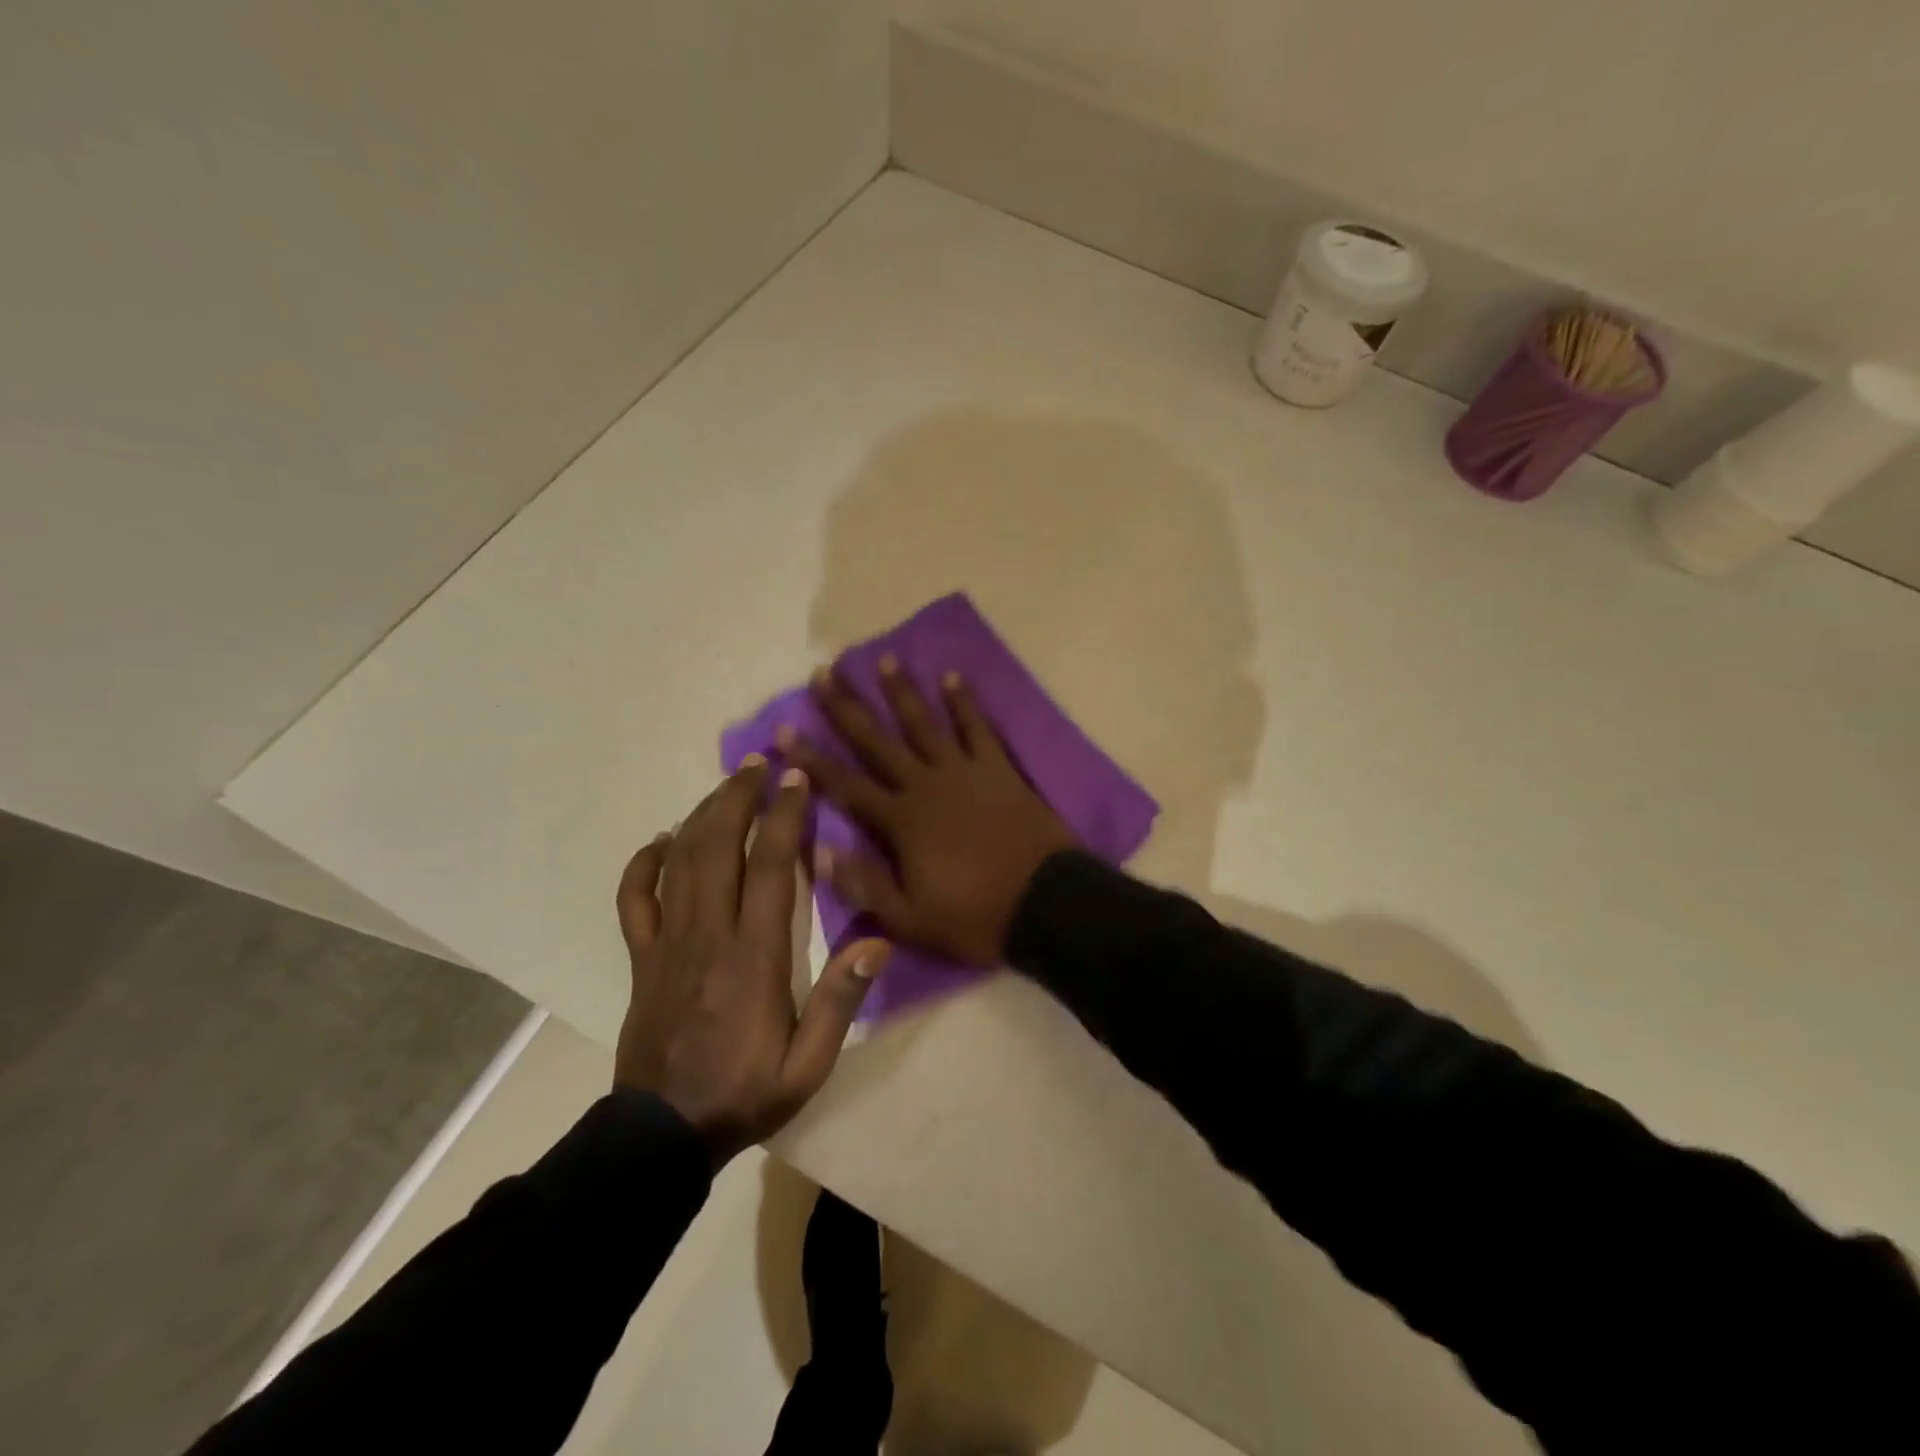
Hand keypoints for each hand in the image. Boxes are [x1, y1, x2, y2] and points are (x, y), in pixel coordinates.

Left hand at [613, 759, 887, 1164]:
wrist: (662, 1136)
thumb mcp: (808, 1065)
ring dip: (703, 814)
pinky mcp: (641, 958)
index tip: (797, 779)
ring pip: (681, 861)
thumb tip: (878, 940)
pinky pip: (634, 899)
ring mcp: (667, 943)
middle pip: (720, 846)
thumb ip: (840, 1000)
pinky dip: (644, 863)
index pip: (772, 867)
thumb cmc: (745, 1093)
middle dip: (740, 796)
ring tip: (728, 784)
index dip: (785, 816)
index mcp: (754, 956)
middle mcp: (708, 935)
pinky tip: (661, 841)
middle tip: (760, 763)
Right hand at [777, 657, 1077, 964]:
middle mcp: (926, 785)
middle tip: (824, 673)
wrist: (1046, 904)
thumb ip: (863, 884)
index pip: (846, 784)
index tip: (784, 728)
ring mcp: (964, 772)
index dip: (813, 757)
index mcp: (901, 822)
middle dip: (848, 707)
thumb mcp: (910, 918)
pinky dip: (965, 702)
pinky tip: (952, 677)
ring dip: (902, 692)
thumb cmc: (975, 916)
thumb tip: (816, 850)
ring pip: (925, 723)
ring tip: (883, 659)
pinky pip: (978, 728)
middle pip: (878, 740)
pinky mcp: (998, 769)